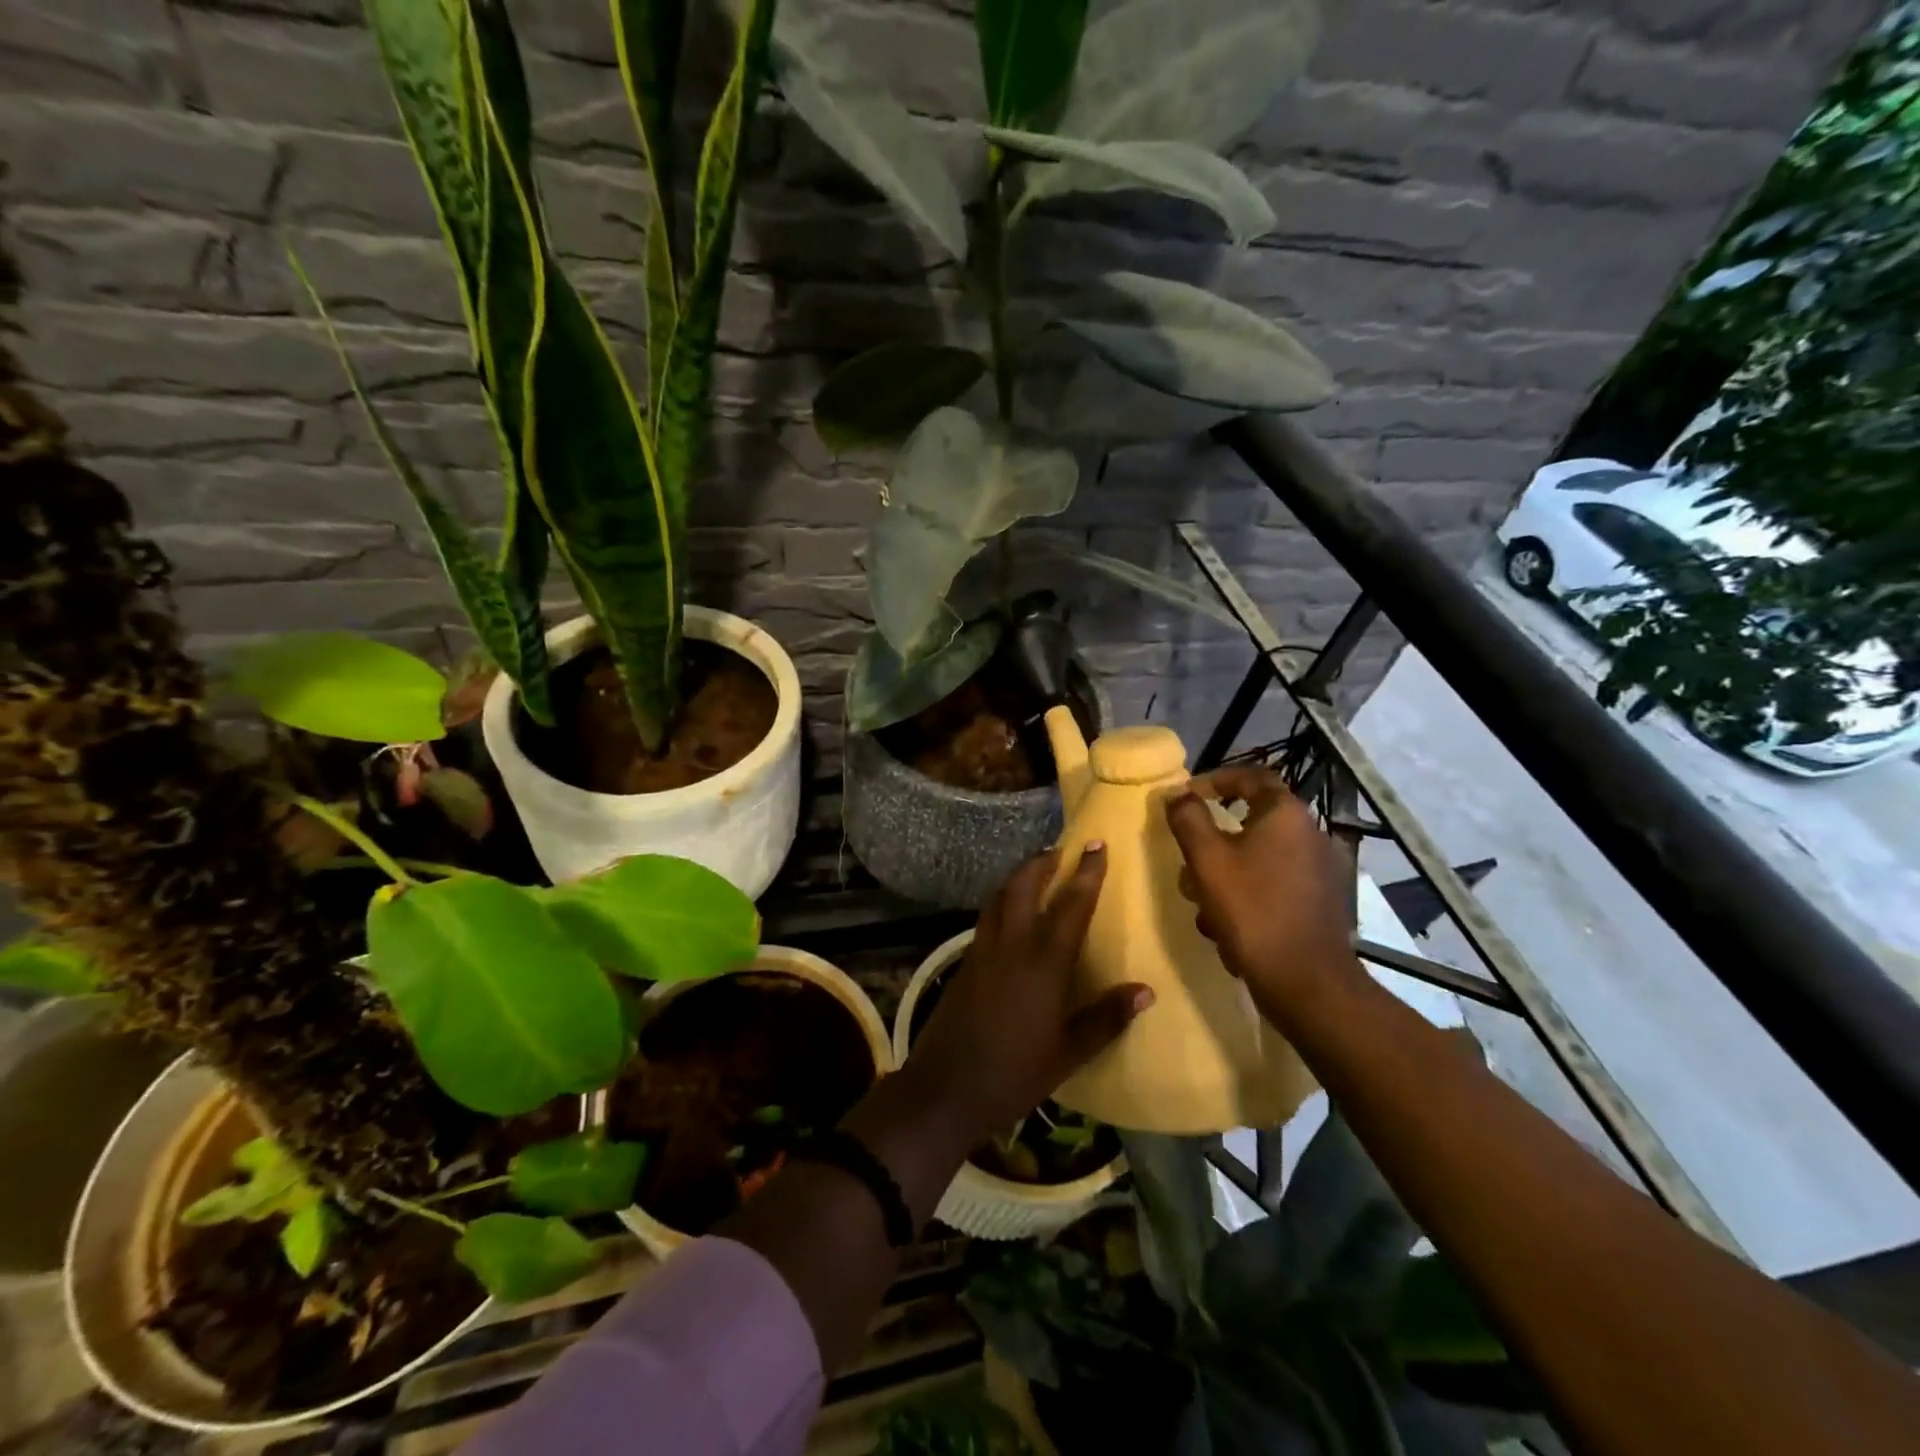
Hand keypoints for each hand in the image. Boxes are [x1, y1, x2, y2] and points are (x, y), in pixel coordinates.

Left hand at [903, 846, 1153, 1142]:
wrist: (946, 1088)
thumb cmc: (1014, 1074)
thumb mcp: (1069, 1052)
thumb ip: (1106, 1018)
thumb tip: (1146, 991)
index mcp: (1044, 963)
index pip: (1071, 905)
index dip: (1086, 874)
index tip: (1097, 846)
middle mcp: (1012, 945)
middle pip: (1024, 886)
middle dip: (1042, 861)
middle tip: (1061, 850)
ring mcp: (983, 950)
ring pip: (999, 897)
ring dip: (1018, 877)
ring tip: (1035, 871)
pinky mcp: (965, 962)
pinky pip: (987, 917)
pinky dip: (1002, 902)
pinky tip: (1010, 915)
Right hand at [1165, 765, 1361, 1025]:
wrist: (1305, 982)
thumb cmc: (1252, 910)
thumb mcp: (1207, 860)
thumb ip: (1188, 819)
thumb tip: (1177, 792)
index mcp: (1286, 814)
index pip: (1251, 776)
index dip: (1215, 780)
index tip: (1186, 796)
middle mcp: (1310, 834)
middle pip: (1249, 823)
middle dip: (1211, 845)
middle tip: (1189, 867)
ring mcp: (1319, 871)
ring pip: (1256, 859)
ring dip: (1224, 877)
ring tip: (1205, 910)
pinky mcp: (1320, 902)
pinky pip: (1273, 884)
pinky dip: (1247, 897)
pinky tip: (1230, 929)